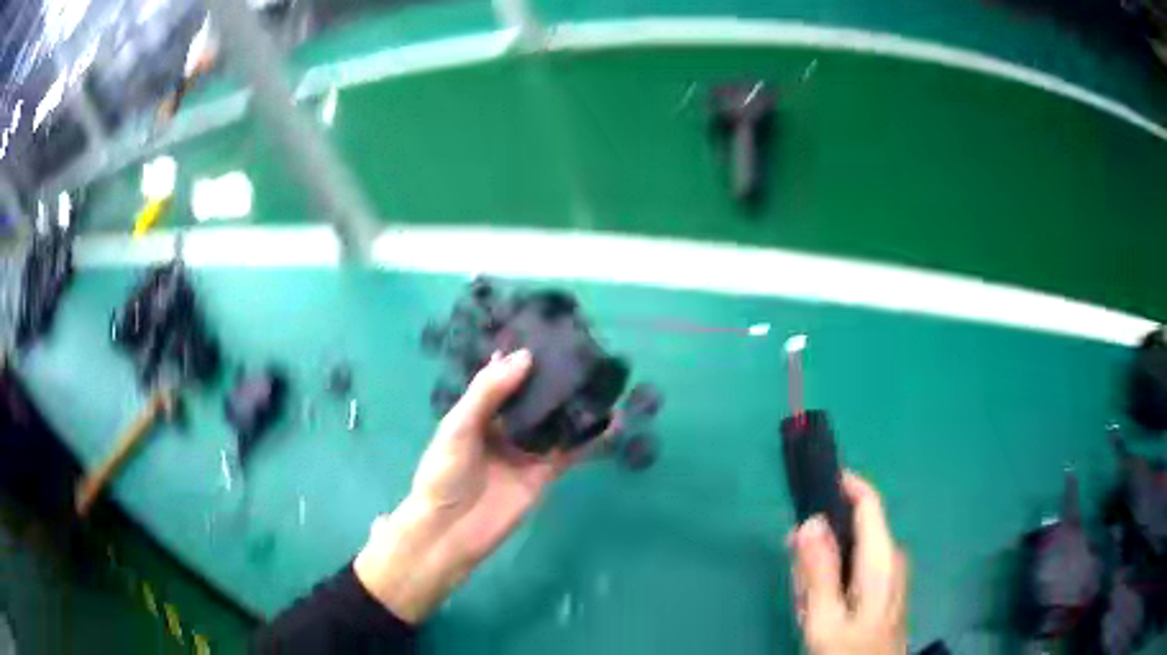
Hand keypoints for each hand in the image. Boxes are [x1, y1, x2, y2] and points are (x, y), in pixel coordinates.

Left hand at [355, 350, 576, 622]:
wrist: (452, 530)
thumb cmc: (444, 474)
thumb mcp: (458, 427)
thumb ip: (488, 392)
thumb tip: (525, 357)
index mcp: (479, 411)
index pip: (503, 377)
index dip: (521, 358)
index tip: (547, 333)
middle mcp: (505, 427)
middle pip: (534, 397)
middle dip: (554, 377)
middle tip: (584, 350)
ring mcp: (527, 450)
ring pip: (556, 421)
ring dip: (576, 404)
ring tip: (603, 378)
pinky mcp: (545, 472)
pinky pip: (571, 451)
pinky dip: (591, 438)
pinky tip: (611, 421)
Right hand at [791, 472, 908, 654]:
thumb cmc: (850, 651)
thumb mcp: (824, 618)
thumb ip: (818, 570)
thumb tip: (810, 520)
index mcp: (881, 557)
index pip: (868, 501)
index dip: (843, 482)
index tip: (810, 479)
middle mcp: (891, 557)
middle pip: (852, 530)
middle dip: (820, 548)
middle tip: (799, 583)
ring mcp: (890, 573)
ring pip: (849, 553)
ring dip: (823, 572)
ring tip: (809, 607)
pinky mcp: (884, 588)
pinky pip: (854, 570)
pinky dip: (832, 583)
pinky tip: (821, 612)